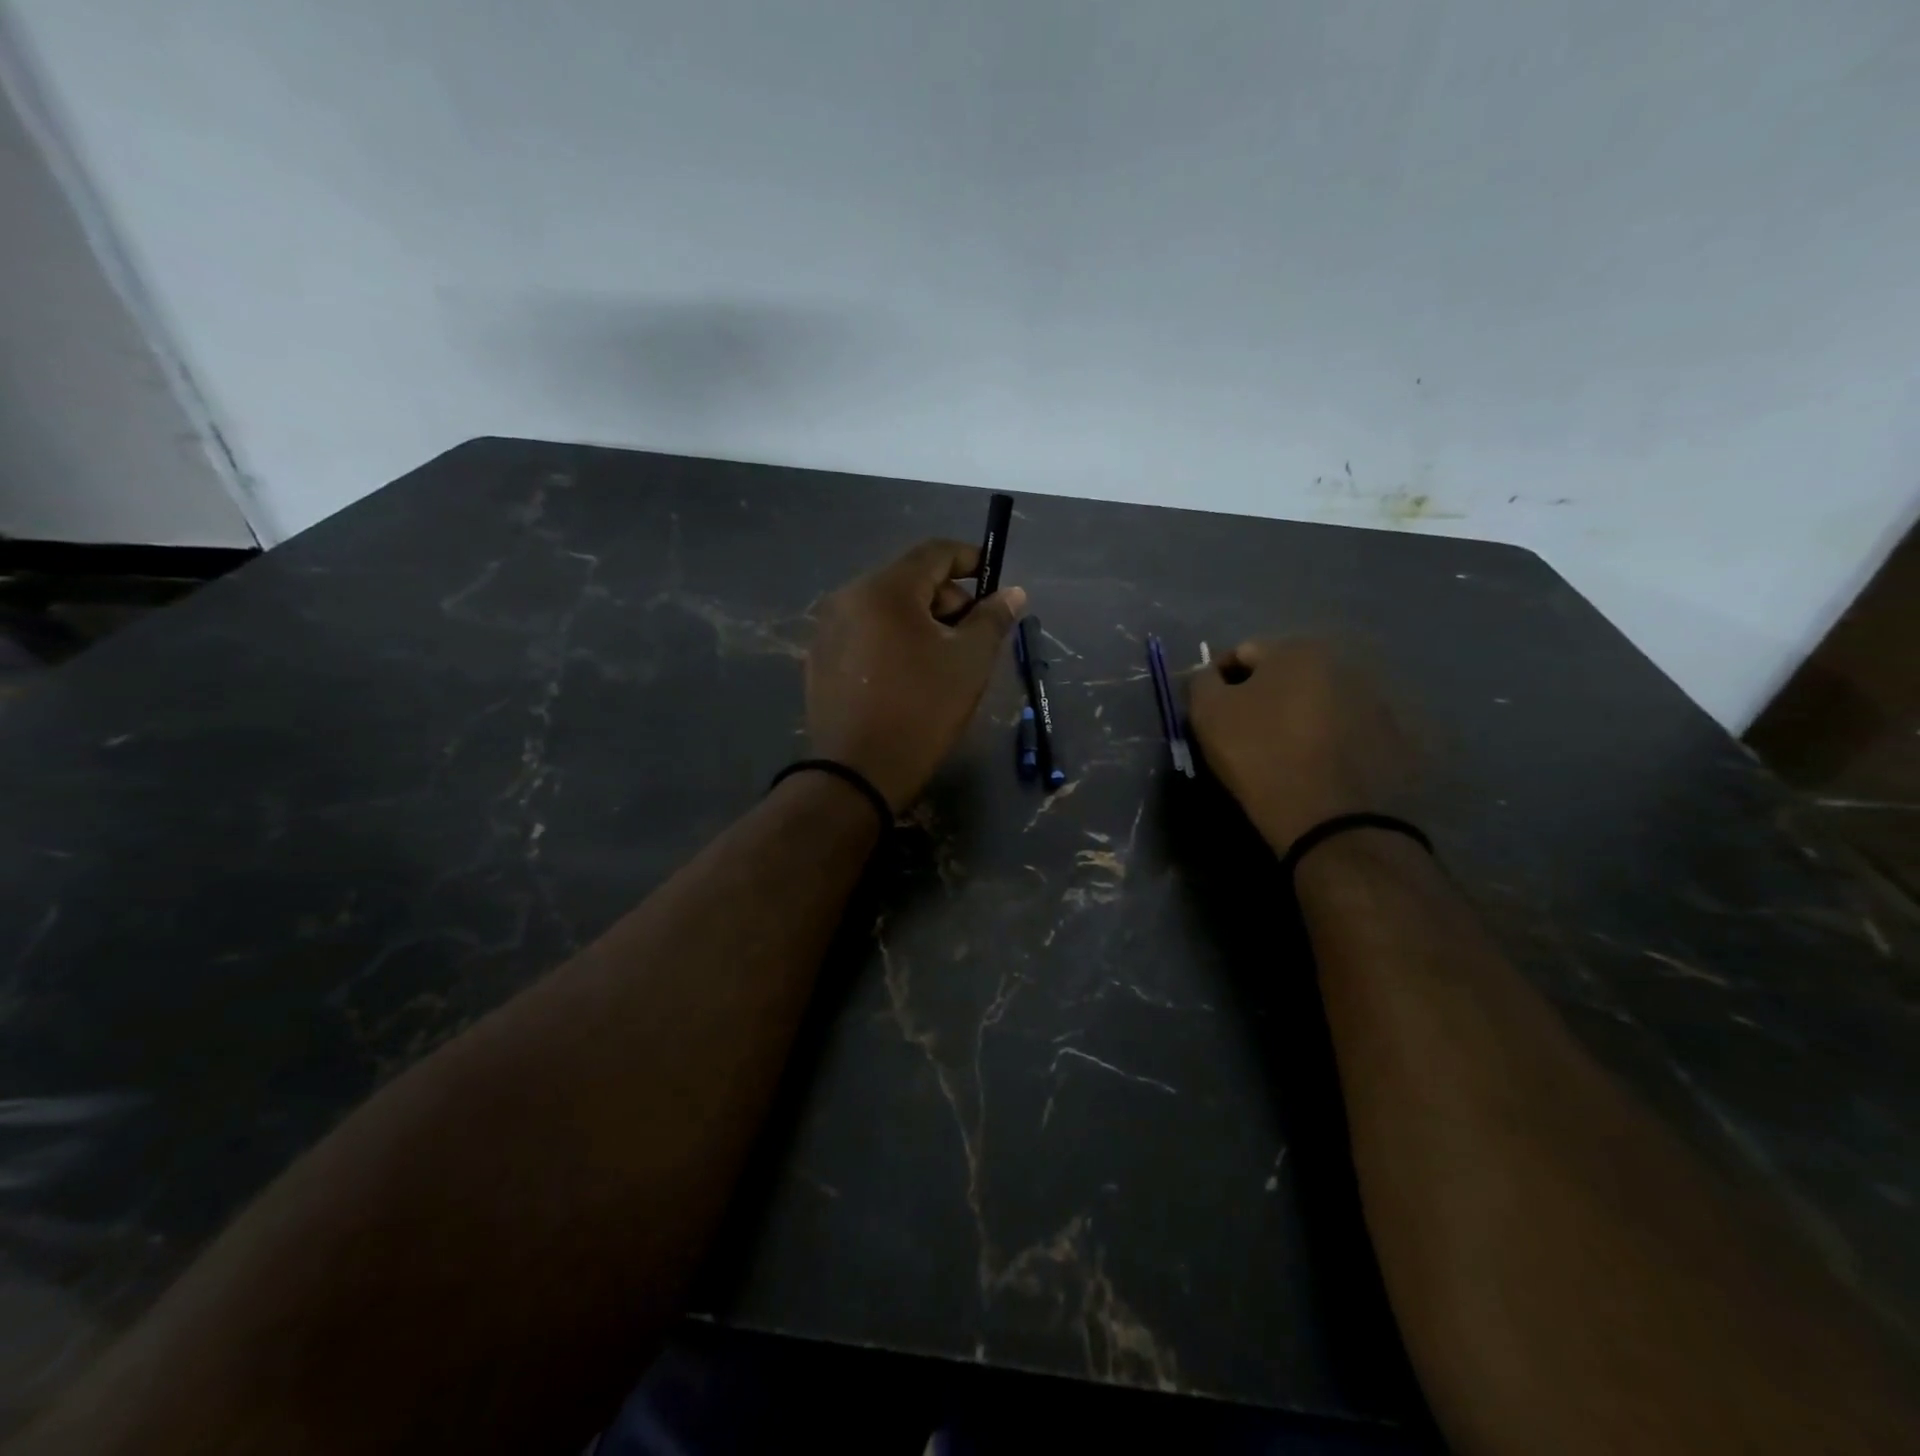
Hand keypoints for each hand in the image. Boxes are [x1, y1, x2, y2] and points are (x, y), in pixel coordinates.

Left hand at [807, 540, 1026, 812]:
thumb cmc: (922, 710)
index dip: (969, 559)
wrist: (857, 773)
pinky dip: (892, 640)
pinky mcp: (819, 659)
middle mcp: (848, 597)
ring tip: (943, 659)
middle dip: (947, 598)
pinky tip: (907, 675)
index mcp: (885, 589)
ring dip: (920, 621)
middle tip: (972, 634)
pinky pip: (864, 633)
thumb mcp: (970, 662)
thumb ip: (993, 619)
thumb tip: (1012, 593)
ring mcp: (828, 629)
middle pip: (908, 580)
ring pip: (885, 608)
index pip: (934, 552)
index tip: (993, 578)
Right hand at [1187, 638, 1415, 850]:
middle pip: (1285, 674)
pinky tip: (1316, 766)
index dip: (1218, 682)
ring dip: (1298, 715)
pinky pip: (1347, 728)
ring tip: (1283, 752)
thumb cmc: (1261, 756)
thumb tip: (1209, 676)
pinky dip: (1328, 738)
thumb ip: (1202, 682)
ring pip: (1318, 700)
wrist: (1332, 819)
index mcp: (1297, 650)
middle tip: (1245, 732)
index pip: (1242, 654)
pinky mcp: (1395, 735)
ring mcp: (1376, 698)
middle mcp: (1344, 662)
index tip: (1211, 714)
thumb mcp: (1209, 714)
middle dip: (1263, 695)